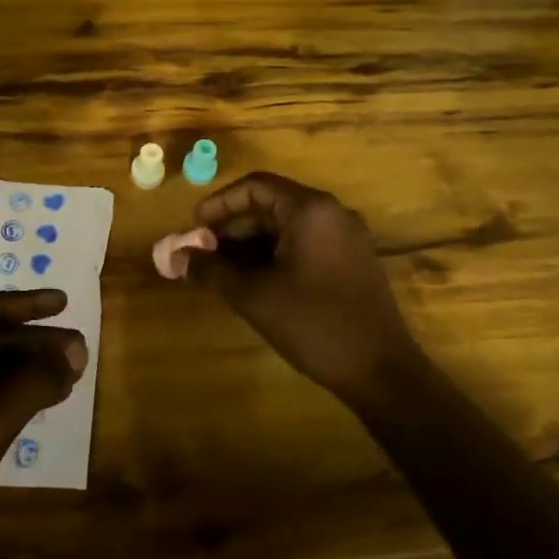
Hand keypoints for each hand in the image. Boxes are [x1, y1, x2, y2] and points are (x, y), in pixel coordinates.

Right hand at [185, 172, 415, 405]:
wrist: (382, 372)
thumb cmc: (314, 324)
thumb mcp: (253, 296)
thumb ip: (211, 270)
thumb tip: (176, 257)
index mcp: (311, 210)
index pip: (255, 186)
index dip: (219, 204)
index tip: (194, 229)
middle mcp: (332, 213)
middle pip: (271, 205)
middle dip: (232, 227)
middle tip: (203, 254)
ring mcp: (346, 238)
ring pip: (287, 227)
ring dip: (251, 243)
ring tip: (223, 271)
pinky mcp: (352, 262)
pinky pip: (305, 244)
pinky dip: (274, 255)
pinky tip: (255, 282)